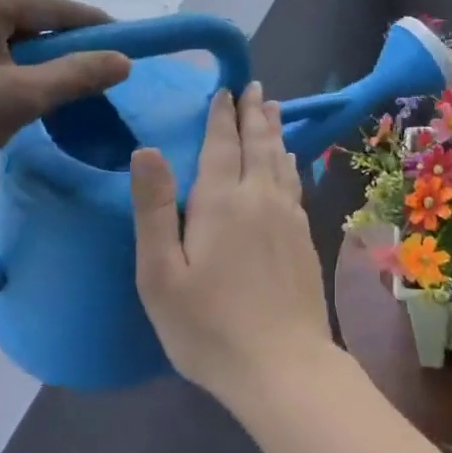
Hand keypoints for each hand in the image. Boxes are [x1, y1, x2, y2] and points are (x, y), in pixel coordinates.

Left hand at [0, 0, 130, 209]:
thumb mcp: (18, 102)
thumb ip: (77, 76)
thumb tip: (124, 60)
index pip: (55, 7)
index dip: (96, 28)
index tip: (128, 47)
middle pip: (26, 17)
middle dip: (56, 48)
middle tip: (82, 84)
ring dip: (25, 58)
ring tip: (37, 95)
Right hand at [131, 84, 334, 406]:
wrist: (282, 365)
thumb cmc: (208, 326)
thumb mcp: (161, 274)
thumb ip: (154, 208)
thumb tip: (146, 149)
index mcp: (221, 201)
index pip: (221, 144)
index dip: (221, 116)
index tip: (224, 90)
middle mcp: (259, 197)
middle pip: (257, 144)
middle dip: (253, 113)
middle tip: (254, 87)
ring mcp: (288, 216)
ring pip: (281, 160)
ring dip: (275, 131)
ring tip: (273, 109)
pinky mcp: (305, 238)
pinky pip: (295, 183)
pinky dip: (290, 163)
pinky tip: (291, 162)